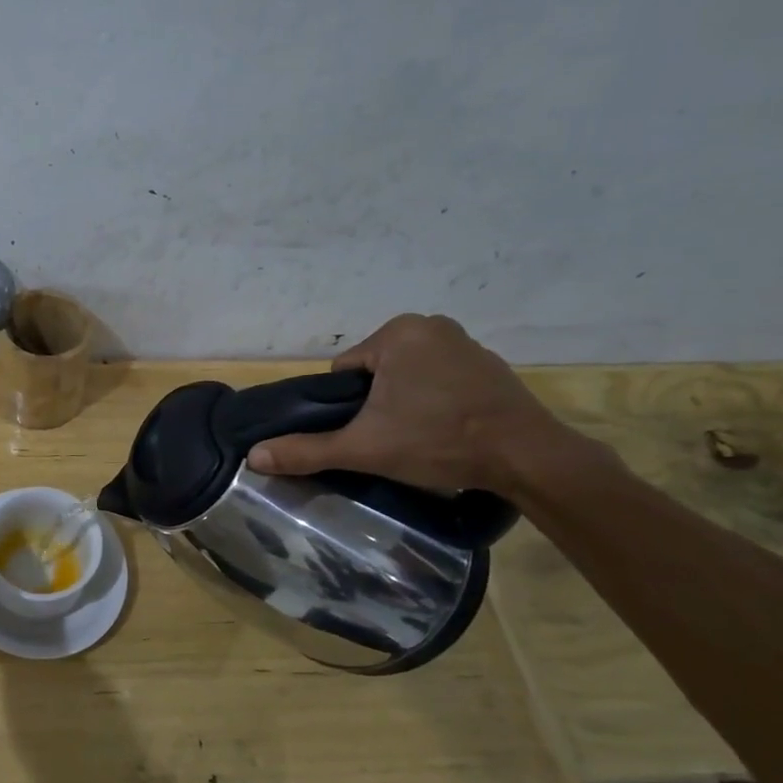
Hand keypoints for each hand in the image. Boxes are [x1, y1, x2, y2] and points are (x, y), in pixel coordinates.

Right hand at [246, 313, 584, 495]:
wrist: (528, 458)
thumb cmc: (438, 441)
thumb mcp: (364, 448)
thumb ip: (307, 449)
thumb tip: (254, 457)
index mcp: (397, 333)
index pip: (345, 371)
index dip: (347, 407)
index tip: (368, 432)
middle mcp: (430, 325)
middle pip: (375, 372)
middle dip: (376, 404)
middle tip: (393, 438)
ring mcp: (465, 342)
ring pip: (407, 376)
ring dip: (405, 402)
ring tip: (421, 437)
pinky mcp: (490, 364)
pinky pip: (440, 379)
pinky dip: (436, 400)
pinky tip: (448, 428)